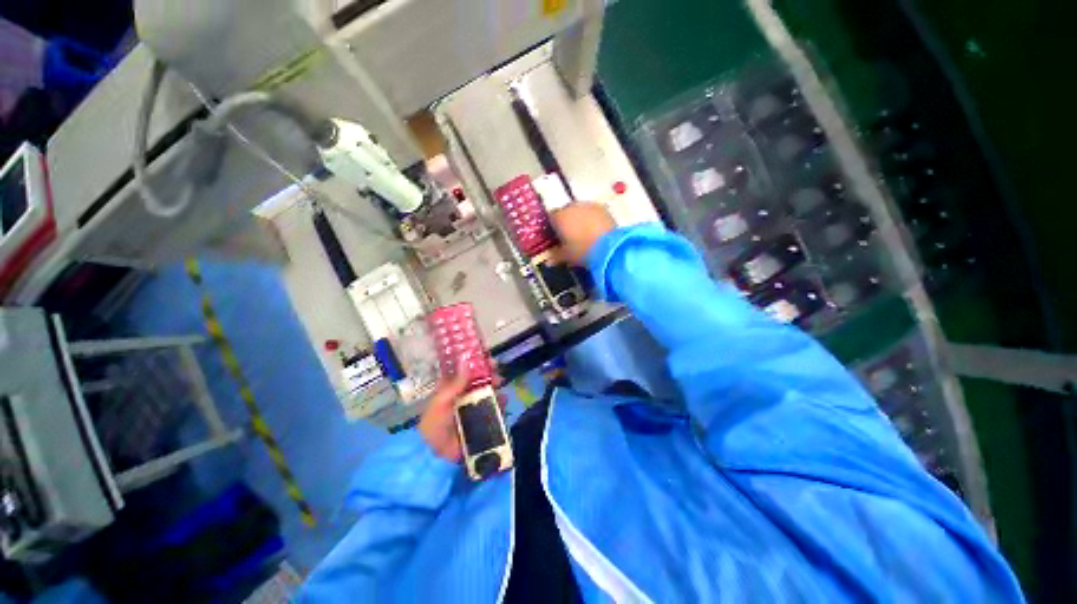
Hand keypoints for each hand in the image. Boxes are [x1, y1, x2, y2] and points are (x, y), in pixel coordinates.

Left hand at [418, 361, 504, 461]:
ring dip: (495, 385)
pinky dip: (500, 402)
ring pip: (488, 392)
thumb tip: (466, 360)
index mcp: (451, 389)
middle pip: (479, 380)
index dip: (474, 361)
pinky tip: (504, 399)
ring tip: (500, 383)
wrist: (436, 457)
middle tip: (496, 366)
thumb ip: (454, 383)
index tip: (484, 353)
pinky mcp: (483, 419)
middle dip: (488, 372)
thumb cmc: (434, 425)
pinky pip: (494, 408)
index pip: (464, 371)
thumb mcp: (440, 402)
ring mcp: (474, 407)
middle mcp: (464, 395)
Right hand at [550, 202, 615, 265]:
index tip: (557, 236)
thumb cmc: (582, 250)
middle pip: (566, 211)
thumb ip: (556, 255)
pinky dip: (592, 218)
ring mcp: (588, 205)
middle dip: (567, 221)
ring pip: (580, 210)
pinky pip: (593, 212)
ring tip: (585, 233)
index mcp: (559, 217)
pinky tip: (596, 230)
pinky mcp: (602, 208)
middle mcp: (571, 207)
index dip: (554, 226)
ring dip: (580, 218)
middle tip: (571, 235)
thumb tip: (549, 260)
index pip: (551, 217)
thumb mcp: (566, 256)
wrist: (609, 247)